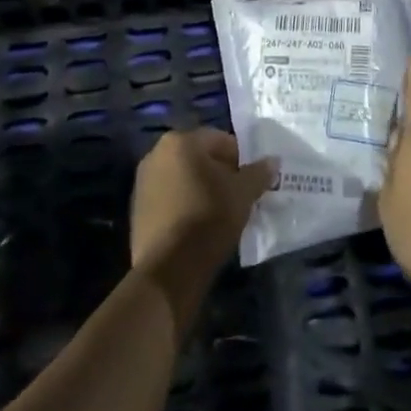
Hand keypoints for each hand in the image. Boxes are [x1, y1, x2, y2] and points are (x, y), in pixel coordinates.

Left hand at [130, 128, 275, 276]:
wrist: (167, 270)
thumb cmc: (208, 218)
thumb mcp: (243, 194)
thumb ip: (258, 173)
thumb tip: (272, 161)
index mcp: (180, 141)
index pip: (220, 140)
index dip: (241, 159)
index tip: (252, 181)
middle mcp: (156, 154)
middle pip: (200, 158)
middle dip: (220, 173)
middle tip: (239, 197)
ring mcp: (143, 182)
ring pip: (184, 178)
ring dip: (202, 189)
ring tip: (221, 213)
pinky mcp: (137, 209)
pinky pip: (170, 197)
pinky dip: (185, 205)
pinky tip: (199, 226)